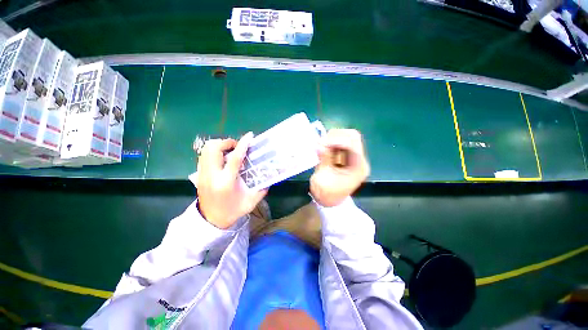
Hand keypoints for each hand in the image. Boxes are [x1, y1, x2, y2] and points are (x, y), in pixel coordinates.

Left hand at [196, 132, 267, 228]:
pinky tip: (222, 159)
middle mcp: (212, 176)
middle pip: (213, 148)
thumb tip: (269, 177)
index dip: (243, 145)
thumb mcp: (251, 202)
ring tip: (230, 152)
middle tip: (237, 147)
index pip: (234, 158)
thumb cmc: (232, 211)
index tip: (249, 136)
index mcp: (226, 182)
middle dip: (227, 142)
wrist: (211, 220)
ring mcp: (202, 174)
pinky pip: (204, 155)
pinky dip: (213, 152)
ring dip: (219, 146)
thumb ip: (262, 189)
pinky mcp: (199, 175)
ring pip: (206, 150)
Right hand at [310, 129, 369, 206]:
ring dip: (332, 138)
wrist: (329, 201)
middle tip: (321, 143)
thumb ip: (323, 160)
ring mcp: (353, 157)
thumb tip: (318, 144)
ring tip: (320, 146)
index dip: (337, 140)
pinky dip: (330, 142)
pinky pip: (339, 142)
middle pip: (352, 136)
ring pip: (346, 137)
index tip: (321, 143)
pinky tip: (322, 147)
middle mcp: (359, 159)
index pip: (352, 144)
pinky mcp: (345, 156)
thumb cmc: (327, 194)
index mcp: (358, 167)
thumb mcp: (323, 178)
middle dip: (335, 137)